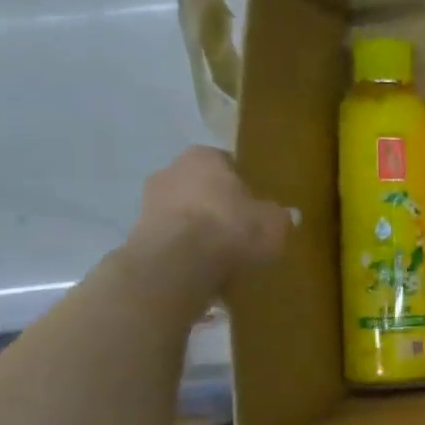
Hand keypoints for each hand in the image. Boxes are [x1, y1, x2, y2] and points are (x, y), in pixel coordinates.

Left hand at [126, 146, 290, 302]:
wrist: (177, 264)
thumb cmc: (230, 227)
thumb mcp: (272, 223)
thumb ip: (279, 217)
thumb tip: (288, 215)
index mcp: (203, 157)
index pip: (224, 162)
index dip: (239, 182)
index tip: (252, 202)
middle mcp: (169, 171)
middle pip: (197, 185)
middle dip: (213, 203)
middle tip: (236, 226)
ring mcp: (146, 203)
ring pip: (180, 212)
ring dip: (194, 227)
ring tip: (218, 252)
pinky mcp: (135, 236)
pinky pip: (168, 238)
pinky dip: (182, 249)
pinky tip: (200, 267)